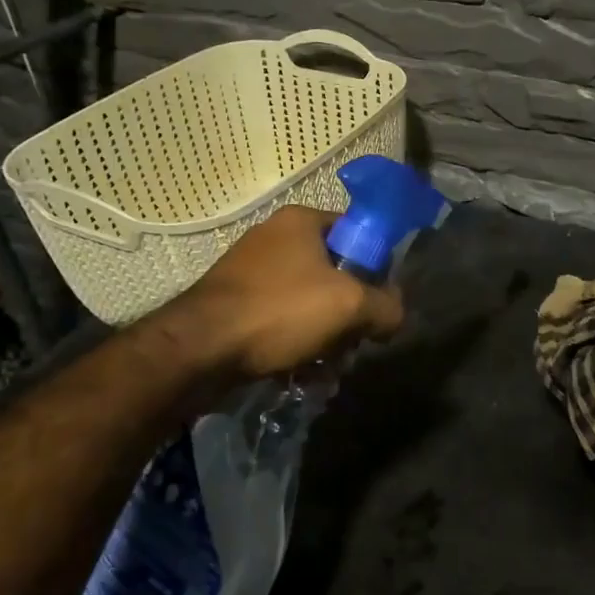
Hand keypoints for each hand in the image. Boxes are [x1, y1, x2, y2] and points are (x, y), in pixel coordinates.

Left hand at [168, 205, 404, 380]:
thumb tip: (395, 315)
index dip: (377, 267)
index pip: (357, 233)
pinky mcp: (236, 304)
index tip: (381, 302)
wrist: (199, 349)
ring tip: (328, 366)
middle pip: (335, 273)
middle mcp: (275, 238)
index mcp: (302, 222)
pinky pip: (282, 320)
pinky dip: (296, 343)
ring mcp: (252, 272)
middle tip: (353, 341)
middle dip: (349, 312)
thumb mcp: (349, 306)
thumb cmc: (280, 312)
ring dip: (326, 335)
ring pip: (309, 302)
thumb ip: (386, 307)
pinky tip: (301, 372)